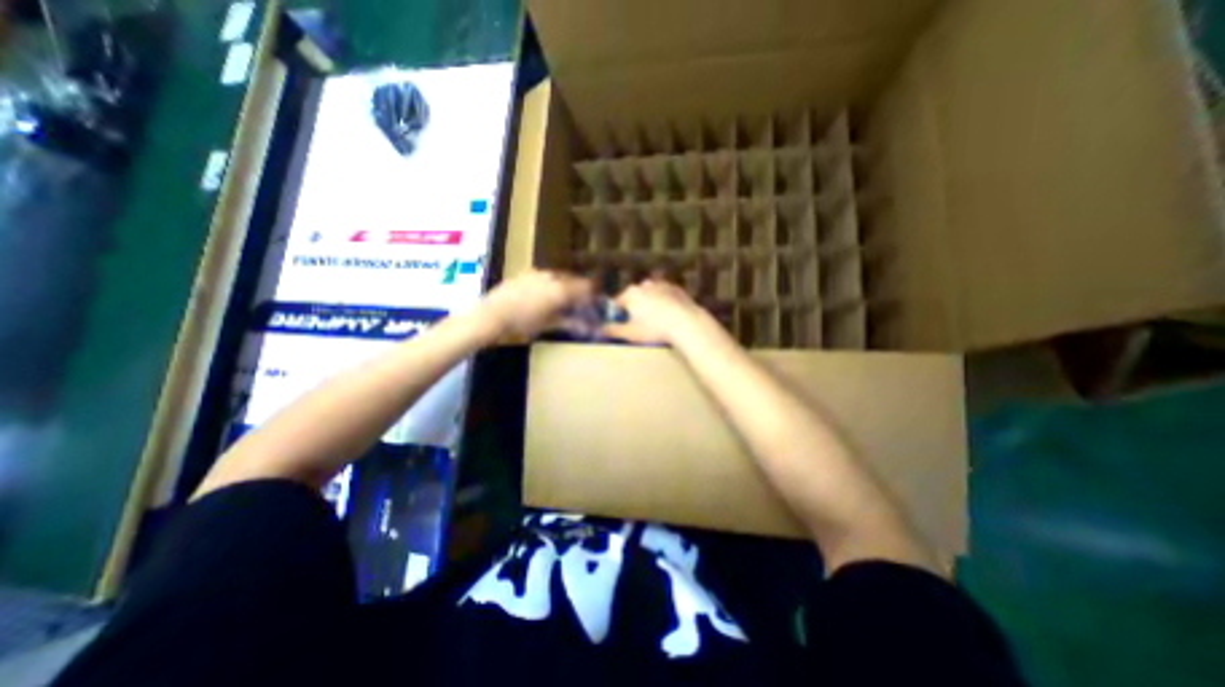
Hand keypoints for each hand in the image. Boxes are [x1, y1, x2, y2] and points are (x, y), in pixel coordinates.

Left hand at [478, 271, 592, 340]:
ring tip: (561, 299)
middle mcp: (552, 277)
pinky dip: (550, 284)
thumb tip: (587, 327)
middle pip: (573, 280)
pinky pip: (544, 276)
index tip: (594, 304)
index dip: (593, 295)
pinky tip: (543, 295)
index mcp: (561, 290)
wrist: (491, 315)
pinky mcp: (525, 274)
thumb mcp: (549, 325)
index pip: (586, 287)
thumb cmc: (523, 324)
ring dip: (564, 286)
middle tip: (579, 303)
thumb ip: (570, 322)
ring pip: (559, 277)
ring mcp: (537, 273)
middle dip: (579, 290)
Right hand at [603, 279, 718, 346]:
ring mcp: (662, 285)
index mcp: (631, 293)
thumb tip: (602, 329)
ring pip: (650, 296)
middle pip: (634, 298)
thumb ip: (612, 330)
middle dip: (634, 309)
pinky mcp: (677, 290)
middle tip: (639, 325)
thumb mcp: (629, 333)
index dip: (617, 315)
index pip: (617, 303)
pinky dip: (664, 304)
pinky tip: (668, 316)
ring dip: (649, 305)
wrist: (686, 324)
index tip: (622, 325)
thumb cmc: (654, 329)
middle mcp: (645, 285)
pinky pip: (665, 297)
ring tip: (655, 322)